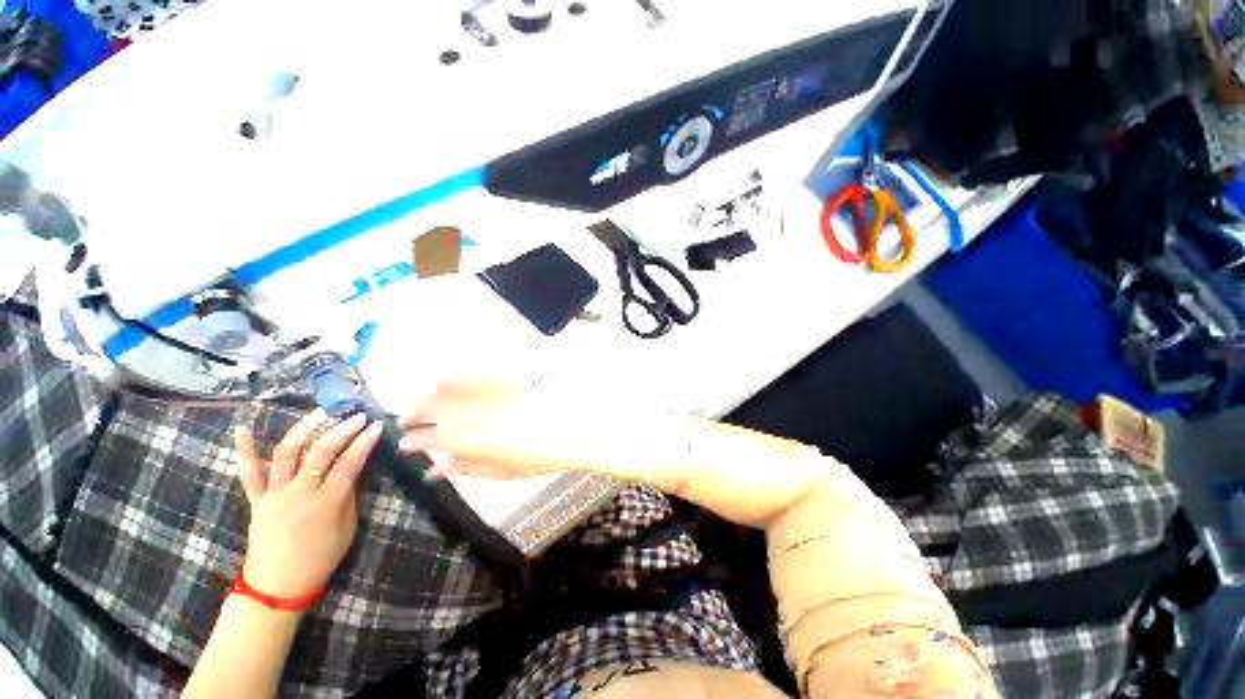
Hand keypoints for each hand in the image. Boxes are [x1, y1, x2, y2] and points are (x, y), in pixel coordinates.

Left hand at [235, 410, 381, 600]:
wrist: (277, 586)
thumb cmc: (320, 559)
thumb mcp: (346, 529)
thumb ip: (349, 496)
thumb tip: (353, 470)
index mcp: (325, 504)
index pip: (349, 464)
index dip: (364, 443)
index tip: (376, 426)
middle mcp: (298, 494)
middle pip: (320, 453)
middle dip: (341, 430)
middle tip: (356, 416)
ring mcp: (274, 495)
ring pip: (287, 454)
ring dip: (304, 429)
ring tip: (320, 412)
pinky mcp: (256, 500)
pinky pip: (249, 473)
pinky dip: (246, 450)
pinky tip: (243, 428)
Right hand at [398, 379, 593, 479]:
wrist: (569, 428)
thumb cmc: (537, 457)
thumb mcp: (499, 472)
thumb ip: (464, 468)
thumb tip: (436, 467)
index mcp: (467, 439)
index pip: (427, 437)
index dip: (413, 440)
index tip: (405, 442)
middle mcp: (470, 412)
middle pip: (429, 408)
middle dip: (413, 414)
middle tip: (408, 420)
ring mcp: (486, 392)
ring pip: (445, 386)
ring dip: (428, 393)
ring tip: (423, 398)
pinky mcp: (501, 378)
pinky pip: (471, 372)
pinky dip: (454, 376)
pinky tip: (448, 379)